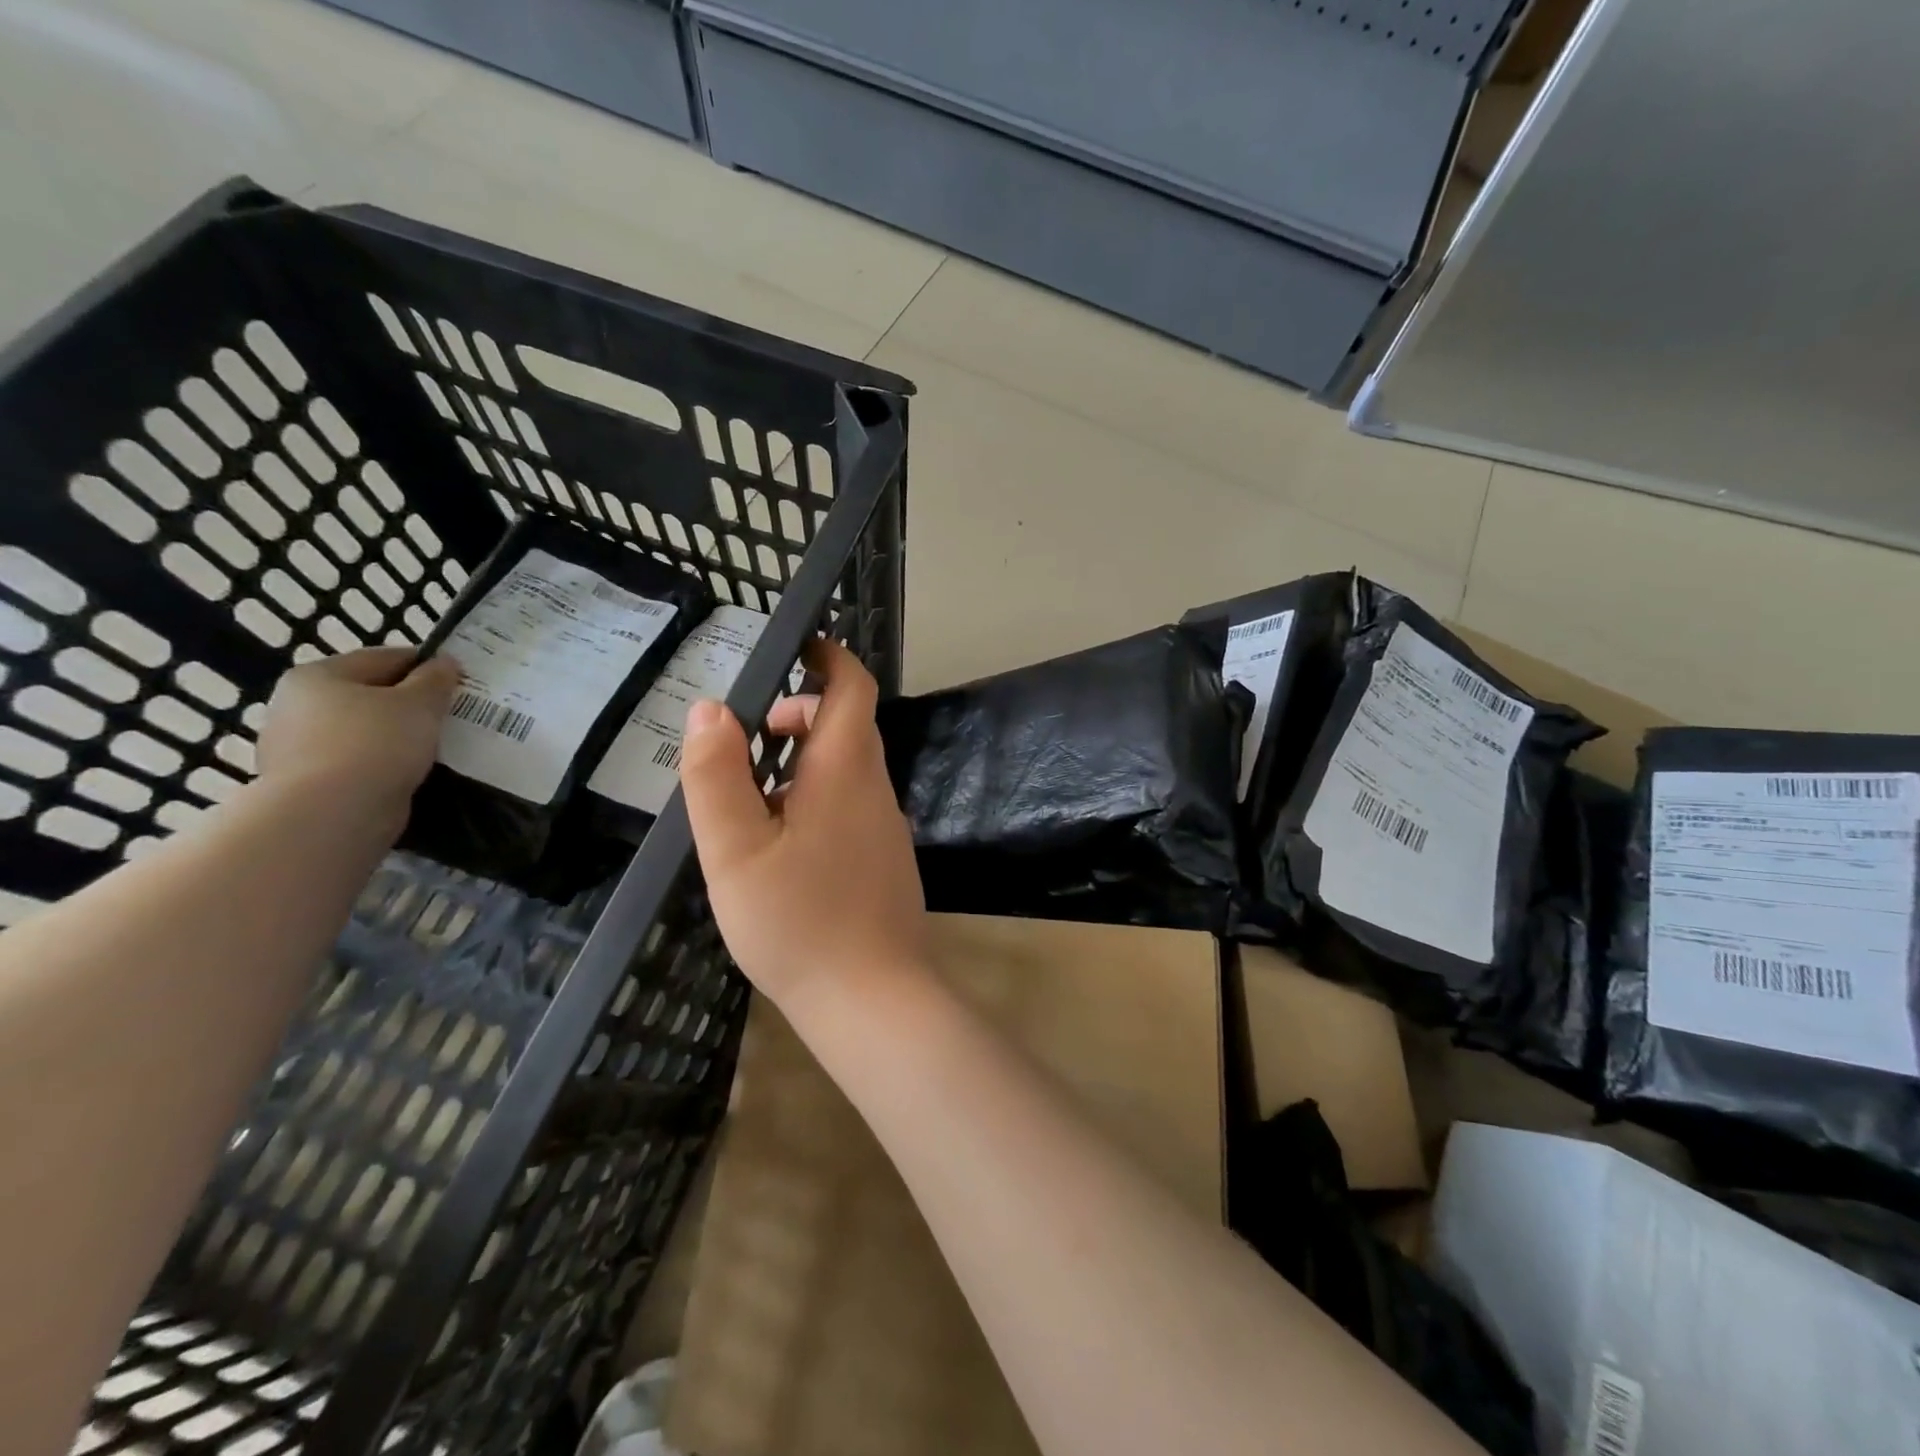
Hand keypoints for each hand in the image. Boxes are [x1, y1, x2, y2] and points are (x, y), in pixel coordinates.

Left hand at [256, 648, 460, 830]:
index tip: (460, 680)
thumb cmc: (375, 744)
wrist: (331, 814)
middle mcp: (297, 706)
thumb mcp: (419, 703)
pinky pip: (358, 763)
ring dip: (398, 735)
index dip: (426, 665)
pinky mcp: (308, 784)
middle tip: (450, 715)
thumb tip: (445, 662)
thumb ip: (436, 680)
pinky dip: (385, 764)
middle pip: (368, 695)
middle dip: (409, 703)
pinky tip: (411, 772)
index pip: (383, 659)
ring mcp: (296, 747)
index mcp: (318, 676)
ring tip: (438, 746)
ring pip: (364, 731)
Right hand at [681, 639, 926, 1013]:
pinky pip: (851, 805)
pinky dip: (816, 798)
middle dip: (800, 714)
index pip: (852, 686)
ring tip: (751, 799)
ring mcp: (886, 826)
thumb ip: (716, 775)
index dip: (828, 658)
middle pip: (847, 725)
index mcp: (845, 770)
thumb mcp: (735, 849)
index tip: (792, 650)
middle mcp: (875, 788)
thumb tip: (711, 708)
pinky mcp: (885, 859)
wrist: (872, 999)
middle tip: (748, 740)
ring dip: (803, 761)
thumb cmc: (798, 921)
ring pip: (847, 768)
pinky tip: (781, 845)